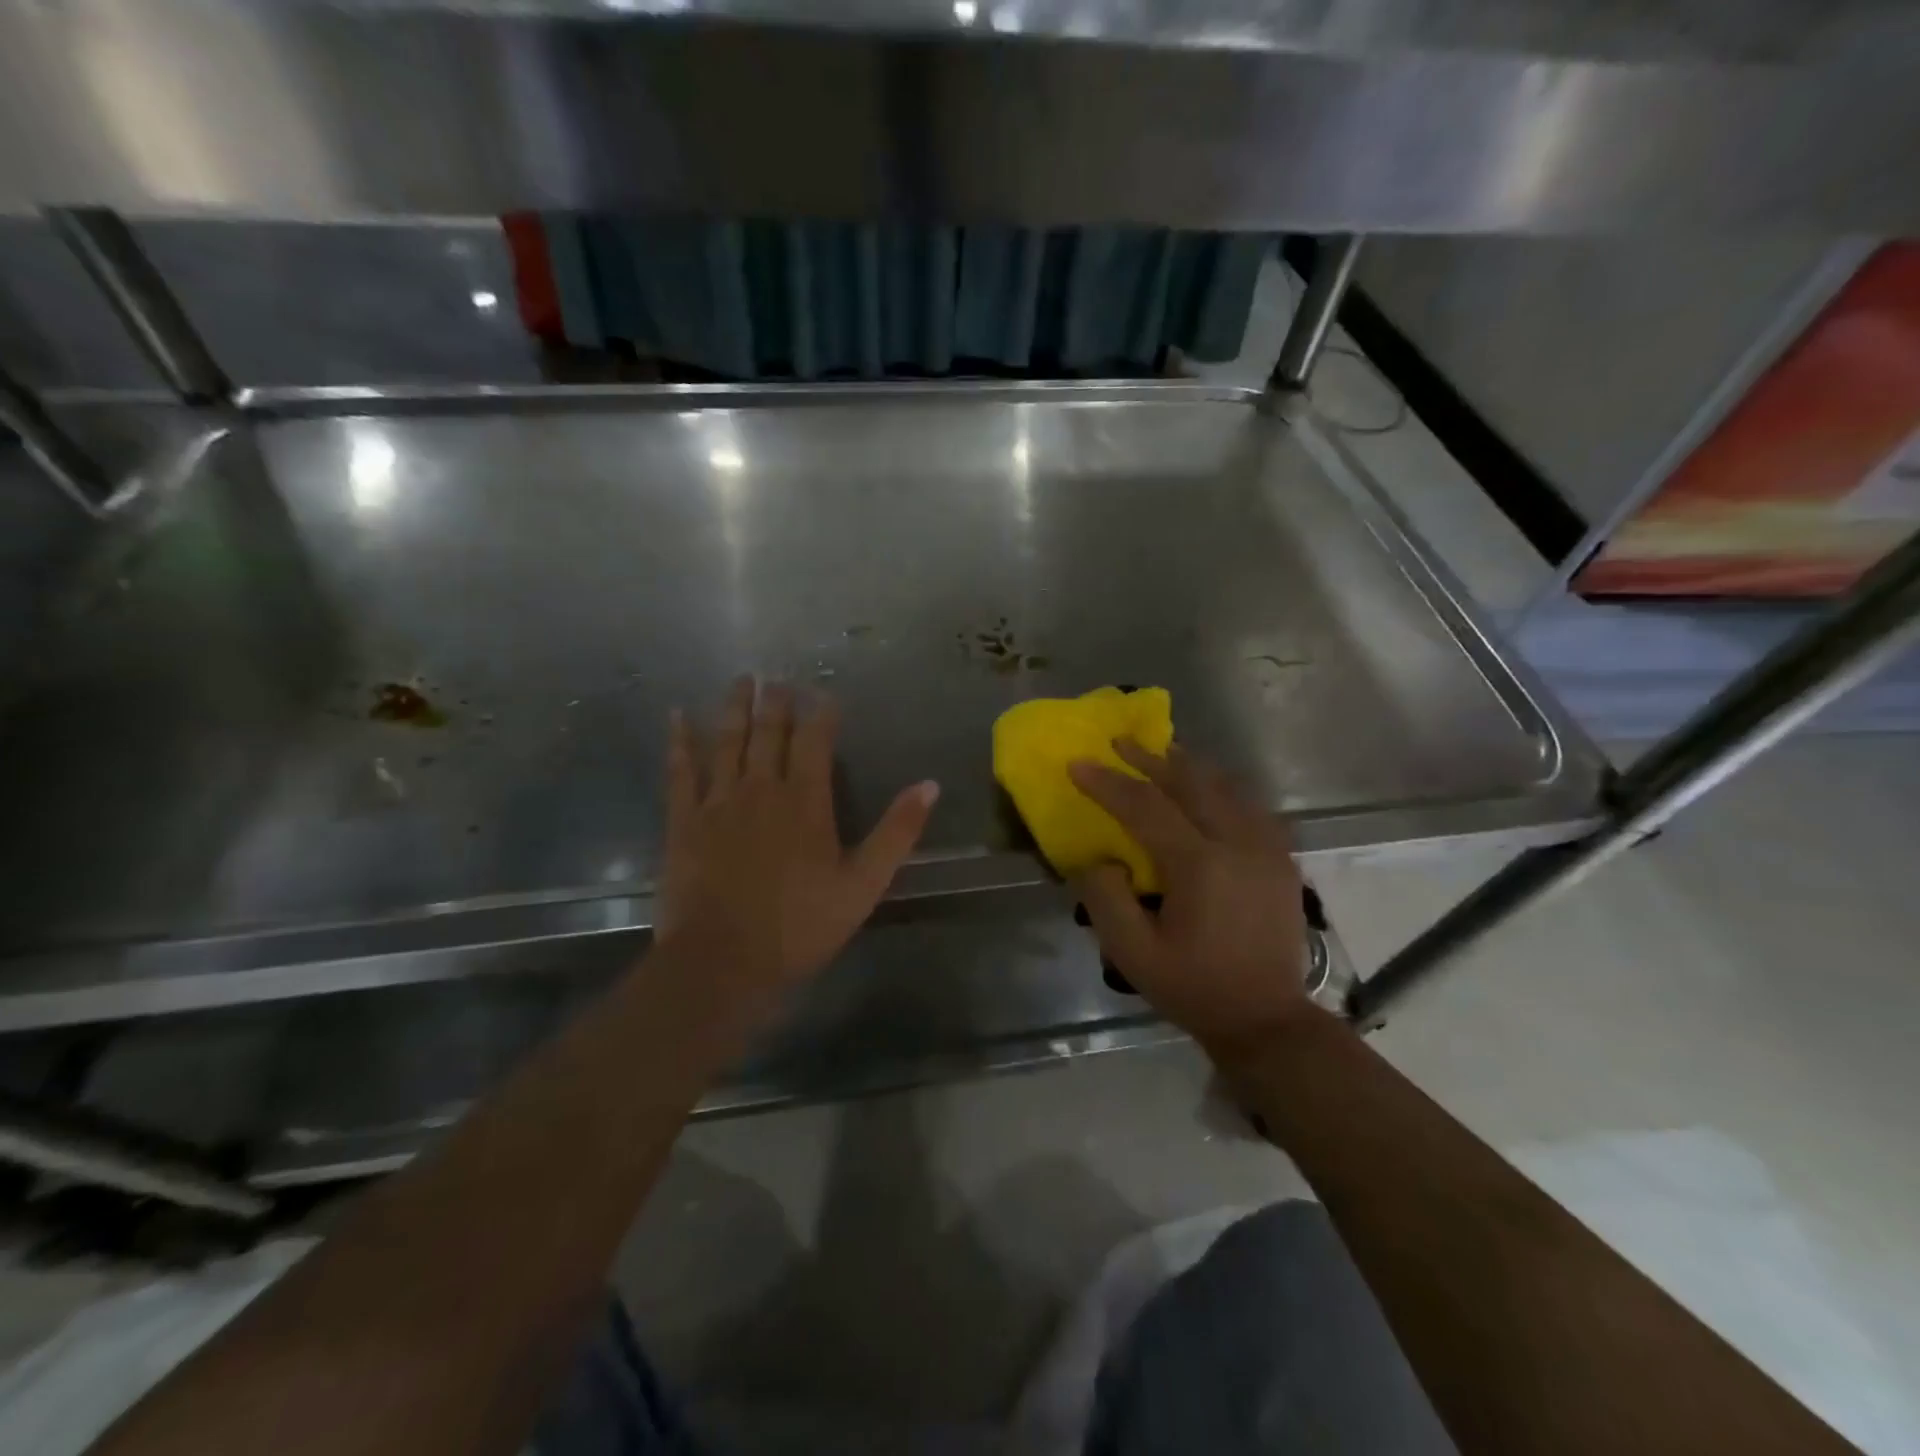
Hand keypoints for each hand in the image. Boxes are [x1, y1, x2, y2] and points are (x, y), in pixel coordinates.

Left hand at [656, 677, 938, 1011]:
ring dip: (734, 707)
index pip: (816, 741)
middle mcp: (761, 788)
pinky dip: (679, 741)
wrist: (723, 962)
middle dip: (776, 702)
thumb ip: (897, 831)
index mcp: (806, 800)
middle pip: (770, 732)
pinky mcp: (684, 821)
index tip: (825, 694)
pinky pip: (680, 770)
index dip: (822, 713)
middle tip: (777, 677)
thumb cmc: (801, 926)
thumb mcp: (864, 884)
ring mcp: (718, 801)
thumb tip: (930, 784)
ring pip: (727, 740)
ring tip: (740, 679)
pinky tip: (678, 717)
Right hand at [1070, 741, 1308, 1057]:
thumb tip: (1100, 857)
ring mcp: (1266, 848)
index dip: (1108, 782)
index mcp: (1199, 865)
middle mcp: (1237, 843)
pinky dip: (1222, 787)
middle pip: (1190, 783)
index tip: (1078, 763)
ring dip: (1188, 766)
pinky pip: (1250, 805)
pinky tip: (1208, 788)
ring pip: (1225, 786)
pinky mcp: (1281, 859)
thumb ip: (1106, 899)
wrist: (1268, 1020)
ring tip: (1161, 752)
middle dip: (1150, 759)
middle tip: (1120, 741)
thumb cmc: (1195, 988)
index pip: (1146, 807)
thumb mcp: (1133, 955)